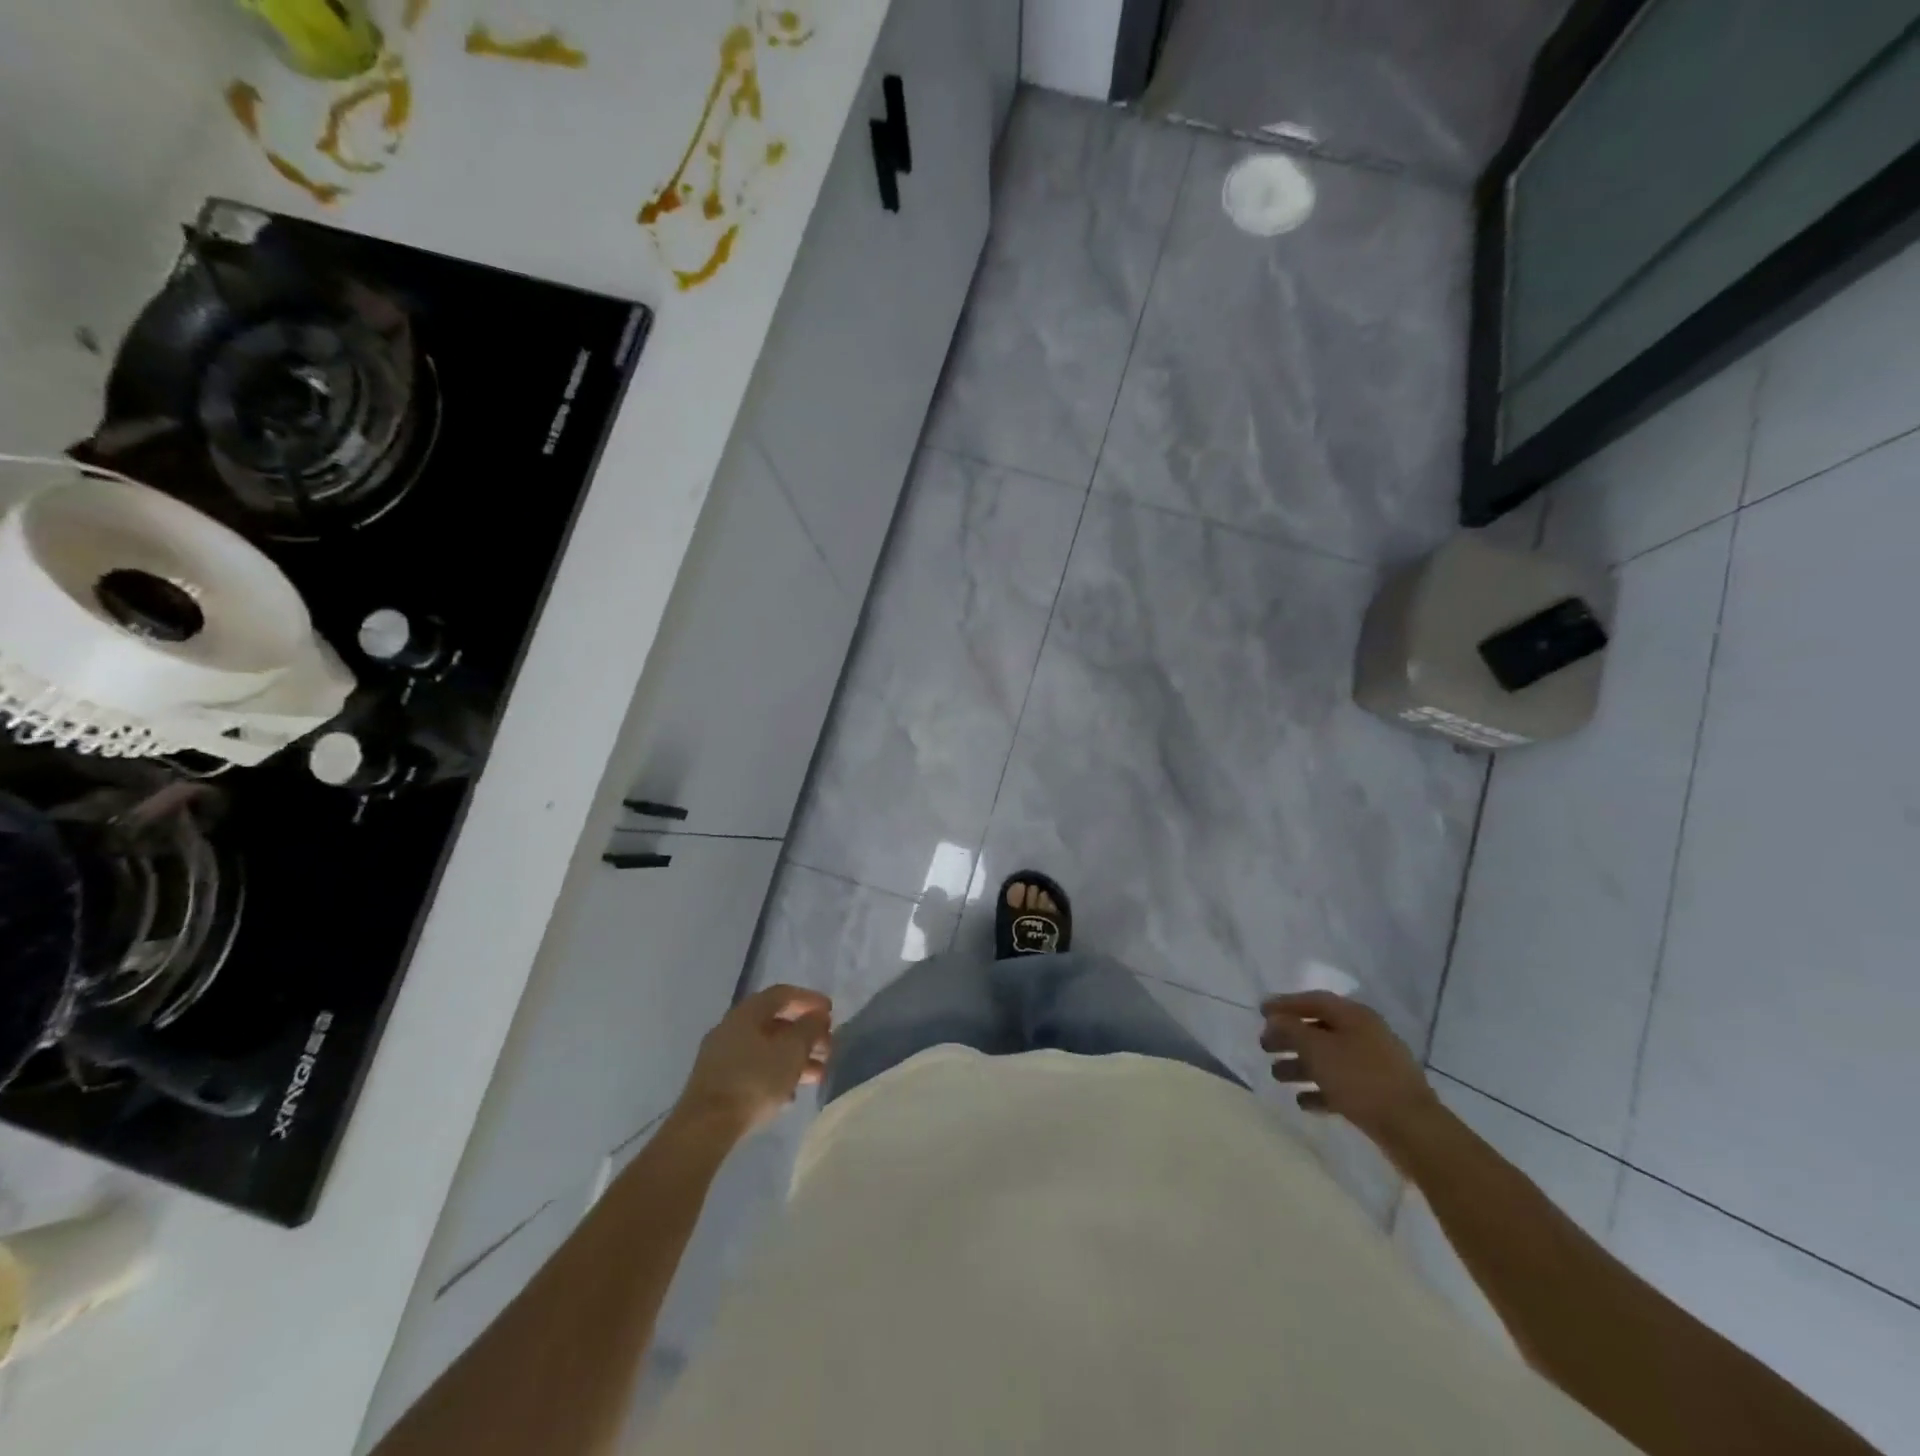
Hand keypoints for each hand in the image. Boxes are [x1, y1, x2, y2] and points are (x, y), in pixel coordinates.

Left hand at [675, 984, 832, 1140]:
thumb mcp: (792, 1051)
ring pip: (766, 1048)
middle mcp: (731, 1027)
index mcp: (747, 1012)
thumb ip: (809, 1029)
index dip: (809, 999)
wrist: (705, 1127)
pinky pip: (754, 1068)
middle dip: (805, 1034)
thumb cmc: (754, 1080)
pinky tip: (790, 1094)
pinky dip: (776, 1073)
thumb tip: (817, 1016)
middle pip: (775, 1022)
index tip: (830, 1012)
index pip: (783, 994)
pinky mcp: (717, 1082)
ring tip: (817, 1075)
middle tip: (828, 1048)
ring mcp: (721, 1056)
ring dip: (794, 1057)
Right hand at [1260, 991, 1438, 1146]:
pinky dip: (1321, 1090)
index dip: (1285, 1004)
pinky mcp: (1378, 1094)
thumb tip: (1275, 1020)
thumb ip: (1291, 1030)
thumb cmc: (1360, 1079)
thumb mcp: (1317, 1048)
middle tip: (1265, 1046)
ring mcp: (1375, 1065)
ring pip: (1329, 1059)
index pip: (1314, 1001)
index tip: (1260, 1012)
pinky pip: (1342, 1085)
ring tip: (1277, 1076)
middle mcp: (1366, 1035)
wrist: (1412, 1129)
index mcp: (1355, 1016)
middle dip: (1289, 1037)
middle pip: (1319, 1030)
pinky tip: (1303, 1102)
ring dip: (1301, 1065)